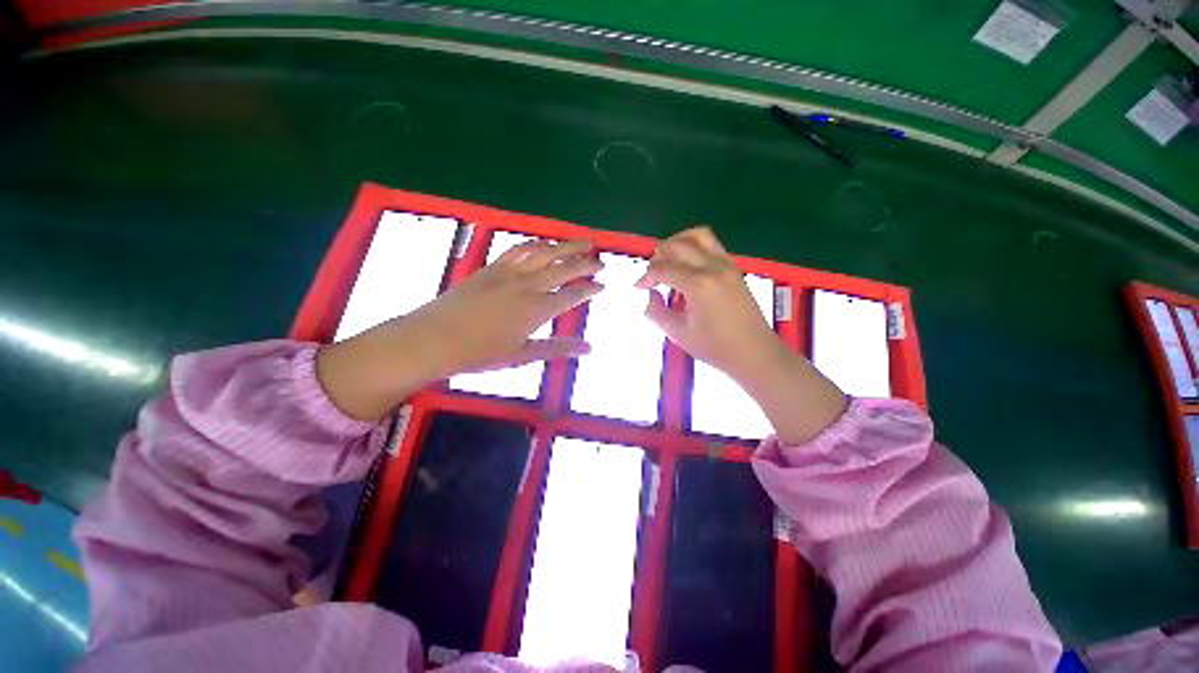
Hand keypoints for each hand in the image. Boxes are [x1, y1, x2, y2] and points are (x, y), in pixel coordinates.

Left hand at [318, 239, 601, 419]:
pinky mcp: (492, 267)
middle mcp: (527, 285)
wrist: (434, 338)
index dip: (590, 289)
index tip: (603, 285)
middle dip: (586, 263)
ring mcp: (509, 272)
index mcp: (536, 309)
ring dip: (566, 246)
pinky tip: (544, 244)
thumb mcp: (522, 355)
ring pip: (544, 252)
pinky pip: (520, 249)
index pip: (572, 295)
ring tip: (583, 243)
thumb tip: (589, 348)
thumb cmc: (480, 353)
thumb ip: (557, 348)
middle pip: (563, 268)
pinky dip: (537, 244)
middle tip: (602, 261)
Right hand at [635, 226, 778, 379]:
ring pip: (699, 235)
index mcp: (698, 284)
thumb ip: (657, 312)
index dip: (647, 277)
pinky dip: (694, 246)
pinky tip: (687, 266)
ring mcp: (727, 264)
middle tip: (651, 273)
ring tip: (667, 258)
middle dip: (659, 255)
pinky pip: (711, 244)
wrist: (755, 352)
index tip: (639, 287)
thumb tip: (651, 295)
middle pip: (679, 245)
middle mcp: (713, 267)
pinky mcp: (734, 268)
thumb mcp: (679, 334)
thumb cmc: (715, 347)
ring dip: (678, 242)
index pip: (664, 269)